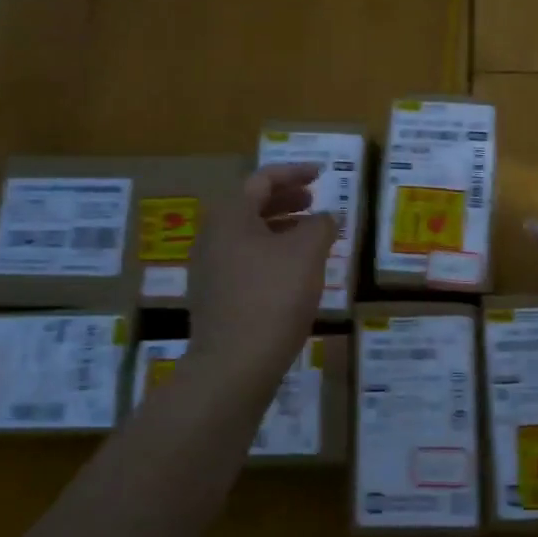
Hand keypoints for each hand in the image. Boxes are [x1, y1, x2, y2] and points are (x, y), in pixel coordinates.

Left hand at [187, 164, 336, 398]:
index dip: (294, 172)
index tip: (321, 174)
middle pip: (251, 205)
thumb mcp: (307, 254)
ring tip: (311, 236)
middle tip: (314, 201)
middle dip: (286, 200)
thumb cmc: (273, 297)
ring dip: (281, 229)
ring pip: (249, 236)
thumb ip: (321, 226)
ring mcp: (210, 269)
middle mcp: (213, 237)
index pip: (262, 179)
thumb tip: (327, 216)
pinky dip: (272, 255)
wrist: (234, 364)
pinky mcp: (216, 297)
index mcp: (230, 216)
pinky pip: (246, 262)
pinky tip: (295, 273)